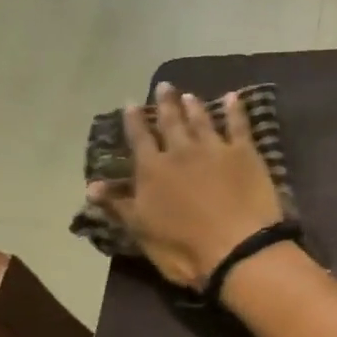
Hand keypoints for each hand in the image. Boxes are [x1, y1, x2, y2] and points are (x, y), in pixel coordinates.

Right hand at [86, 82, 283, 288]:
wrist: (238, 248)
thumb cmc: (184, 249)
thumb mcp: (142, 231)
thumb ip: (119, 205)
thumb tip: (91, 187)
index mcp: (152, 170)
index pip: (139, 139)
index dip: (134, 121)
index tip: (130, 103)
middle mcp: (181, 151)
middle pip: (171, 122)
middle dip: (165, 104)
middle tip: (164, 86)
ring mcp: (214, 149)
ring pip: (201, 120)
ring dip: (194, 107)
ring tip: (189, 95)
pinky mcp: (245, 154)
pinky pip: (239, 125)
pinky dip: (235, 110)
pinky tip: (233, 97)